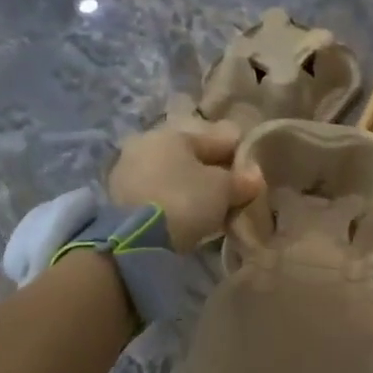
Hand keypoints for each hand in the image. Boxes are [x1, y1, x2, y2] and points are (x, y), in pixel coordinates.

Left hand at [109, 120, 262, 251]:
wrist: (133, 239)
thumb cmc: (184, 201)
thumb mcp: (223, 189)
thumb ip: (242, 180)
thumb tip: (255, 176)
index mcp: (174, 133)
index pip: (220, 138)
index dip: (241, 156)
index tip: (253, 178)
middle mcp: (147, 143)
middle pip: (193, 156)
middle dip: (213, 173)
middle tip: (232, 196)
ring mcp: (128, 170)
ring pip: (173, 174)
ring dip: (191, 188)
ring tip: (209, 211)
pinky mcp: (118, 197)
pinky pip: (157, 192)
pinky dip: (172, 201)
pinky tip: (185, 218)